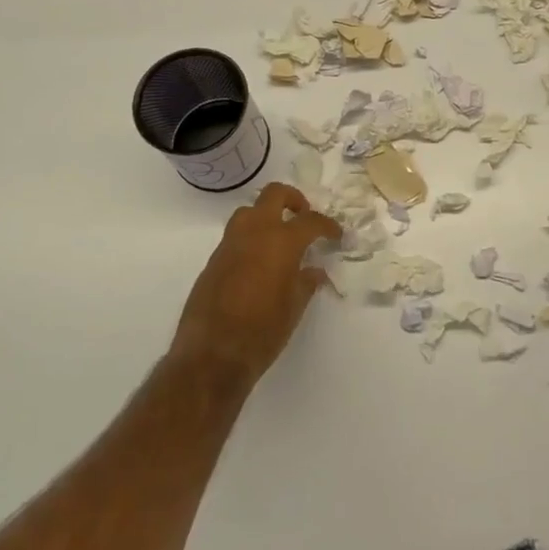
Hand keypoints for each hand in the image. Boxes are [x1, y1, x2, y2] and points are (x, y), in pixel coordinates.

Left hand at [169, 183, 342, 387]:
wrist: (212, 354)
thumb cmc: (262, 332)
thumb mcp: (294, 308)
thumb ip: (306, 283)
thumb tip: (315, 271)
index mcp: (281, 242)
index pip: (310, 221)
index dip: (327, 226)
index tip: (336, 234)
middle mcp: (254, 233)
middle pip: (274, 195)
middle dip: (293, 200)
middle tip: (304, 217)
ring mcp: (229, 244)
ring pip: (249, 211)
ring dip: (267, 216)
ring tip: (280, 238)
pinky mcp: (213, 260)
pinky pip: (235, 236)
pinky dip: (251, 239)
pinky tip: (259, 263)